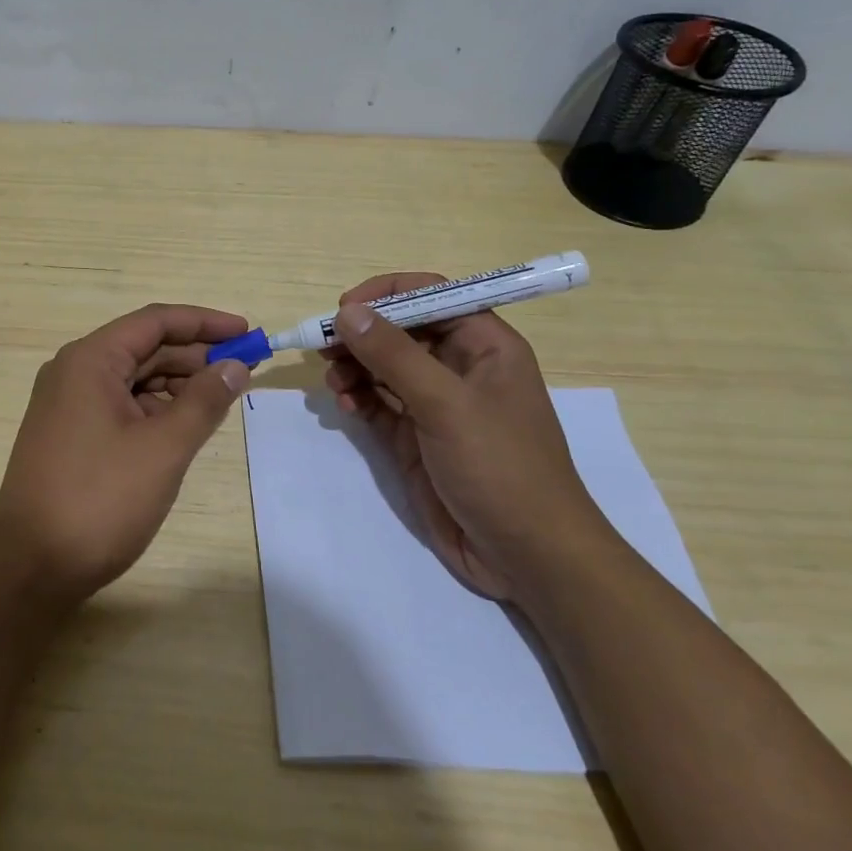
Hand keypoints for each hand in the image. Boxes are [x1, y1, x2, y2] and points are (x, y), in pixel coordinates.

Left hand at [0, 304, 252, 607]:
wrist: (30, 567)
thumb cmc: (99, 499)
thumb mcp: (163, 448)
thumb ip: (204, 401)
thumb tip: (235, 365)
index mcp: (90, 360)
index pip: (155, 321)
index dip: (204, 323)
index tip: (247, 331)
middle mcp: (74, 371)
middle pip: (144, 347)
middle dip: (195, 355)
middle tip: (244, 369)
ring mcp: (68, 404)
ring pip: (133, 378)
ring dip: (177, 383)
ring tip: (221, 398)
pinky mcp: (70, 434)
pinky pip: (120, 405)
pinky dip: (155, 409)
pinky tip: (184, 425)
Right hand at [322, 273, 617, 601]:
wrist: (527, 556)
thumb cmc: (500, 467)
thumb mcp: (446, 404)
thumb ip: (394, 354)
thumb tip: (348, 311)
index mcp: (485, 345)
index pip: (432, 295)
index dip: (388, 294)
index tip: (346, 308)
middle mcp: (459, 366)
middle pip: (401, 329)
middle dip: (362, 334)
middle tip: (324, 346)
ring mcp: (436, 403)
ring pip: (384, 365)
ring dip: (354, 366)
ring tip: (334, 382)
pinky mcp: (416, 436)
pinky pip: (378, 402)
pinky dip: (358, 397)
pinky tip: (345, 406)